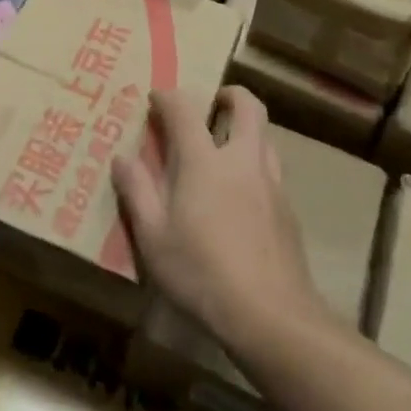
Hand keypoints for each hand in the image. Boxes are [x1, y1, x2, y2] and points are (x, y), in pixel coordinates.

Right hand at [111, 87, 326, 353]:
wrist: (271, 315)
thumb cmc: (201, 272)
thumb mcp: (153, 237)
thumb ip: (137, 192)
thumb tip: (122, 158)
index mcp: (205, 161)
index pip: (185, 110)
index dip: (169, 97)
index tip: (156, 97)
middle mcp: (243, 161)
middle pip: (248, 107)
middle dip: (230, 95)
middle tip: (213, 103)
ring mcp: (272, 184)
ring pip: (265, 138)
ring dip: (246, 131)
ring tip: (225, 150)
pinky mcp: (288, 211)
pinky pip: (271, 172)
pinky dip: (255, 167)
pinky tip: (241, 198)